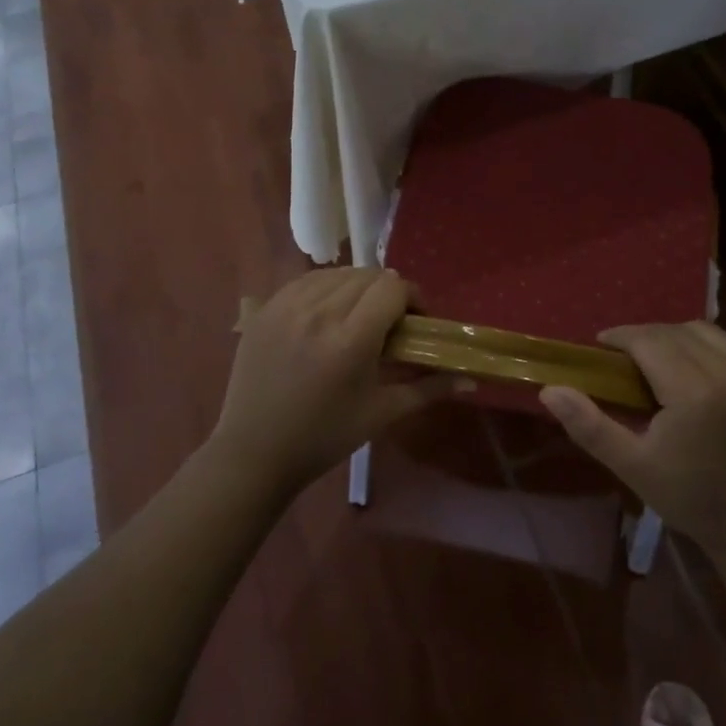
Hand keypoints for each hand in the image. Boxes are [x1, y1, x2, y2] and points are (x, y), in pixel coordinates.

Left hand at [208, 268, 453, 493]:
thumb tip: (472, 379)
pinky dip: (326, 288)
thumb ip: (429, 389)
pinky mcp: (265, 308)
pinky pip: (307, 280)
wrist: (254, 452)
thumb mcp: (381, 414)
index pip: (392, 288)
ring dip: (357, 287)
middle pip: (368, 276)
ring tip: (358, 316)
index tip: (416, 321)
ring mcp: (287, 306)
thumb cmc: (324, 438)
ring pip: (338, 273)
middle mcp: (319, 313)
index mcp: (350, 340)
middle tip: (390, 322)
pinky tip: (327, 312)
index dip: (412, 298)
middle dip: (388, 293)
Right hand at [540, 321, 725, 554]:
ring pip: (711, 334)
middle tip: (630, 358)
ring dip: (682, 339)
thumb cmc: (688, 498)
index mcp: (695, 392)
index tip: (604, 346)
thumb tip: (550, 389)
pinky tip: (705, 375)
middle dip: (648, 337)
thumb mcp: (632, 465)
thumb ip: (589, 424)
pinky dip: (717, 353)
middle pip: (678, 332)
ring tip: (666, 362)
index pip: (649, 340)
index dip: (621, 337)